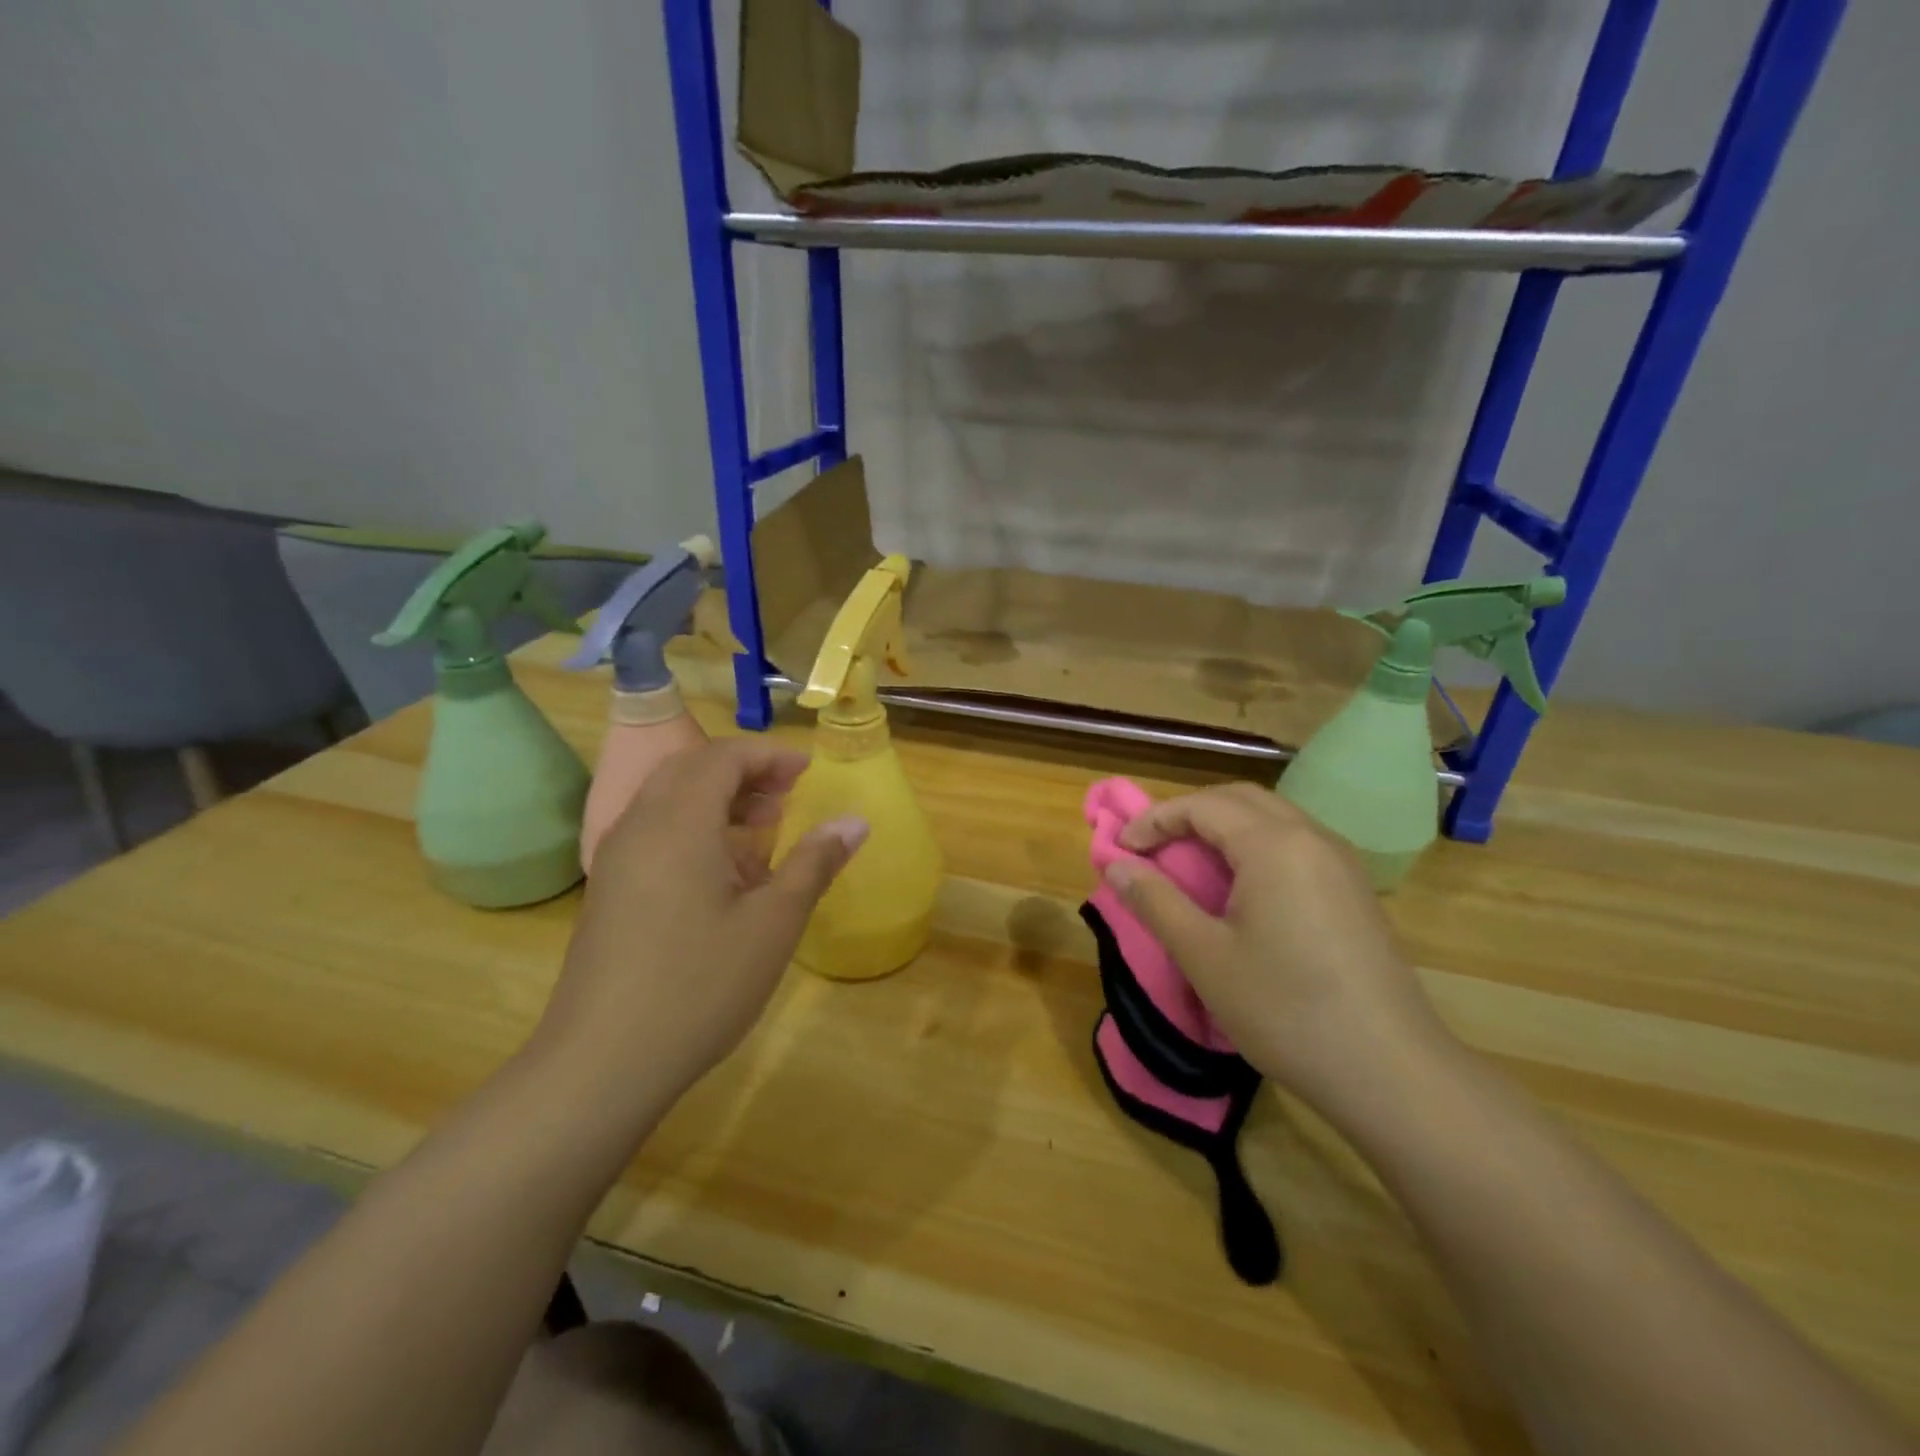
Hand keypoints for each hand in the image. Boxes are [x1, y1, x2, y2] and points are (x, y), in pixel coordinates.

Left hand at [536, 739, 866, 1111]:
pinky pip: (654, 832)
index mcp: (679, 823)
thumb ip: (815, 862)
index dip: (769, 756)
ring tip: (762, 832)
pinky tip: (723, 874)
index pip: (722, 756)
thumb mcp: (773, 924)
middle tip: (787, 798)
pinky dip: (693, 827)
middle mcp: (640, 827)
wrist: (602, 1063)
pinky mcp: (609, 890)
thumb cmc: (699, 986)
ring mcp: (616, 860)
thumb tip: (855, 820)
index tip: (808, 774)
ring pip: (669, 800)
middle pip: (691, 769)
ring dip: (717, 799)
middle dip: (744, 772)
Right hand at [1107, 783, 1458, 1128]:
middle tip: (1153, 846)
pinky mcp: (1355, 890)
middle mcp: (1312, 837)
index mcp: (1274, 845)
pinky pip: (1296, 844)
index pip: (1203, 805)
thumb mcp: (1204, 956)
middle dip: (1190, 812)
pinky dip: (1256, 846)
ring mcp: (1342, 862)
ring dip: (1224, 827)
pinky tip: (1242, 889)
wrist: (1390, 1070)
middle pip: (1240, 799)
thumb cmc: (1285, 1009)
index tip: (1122, 849)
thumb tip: (1116, 867)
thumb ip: (1156, 901)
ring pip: (1273, 818)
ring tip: (1190, 863)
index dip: (1155, 819)